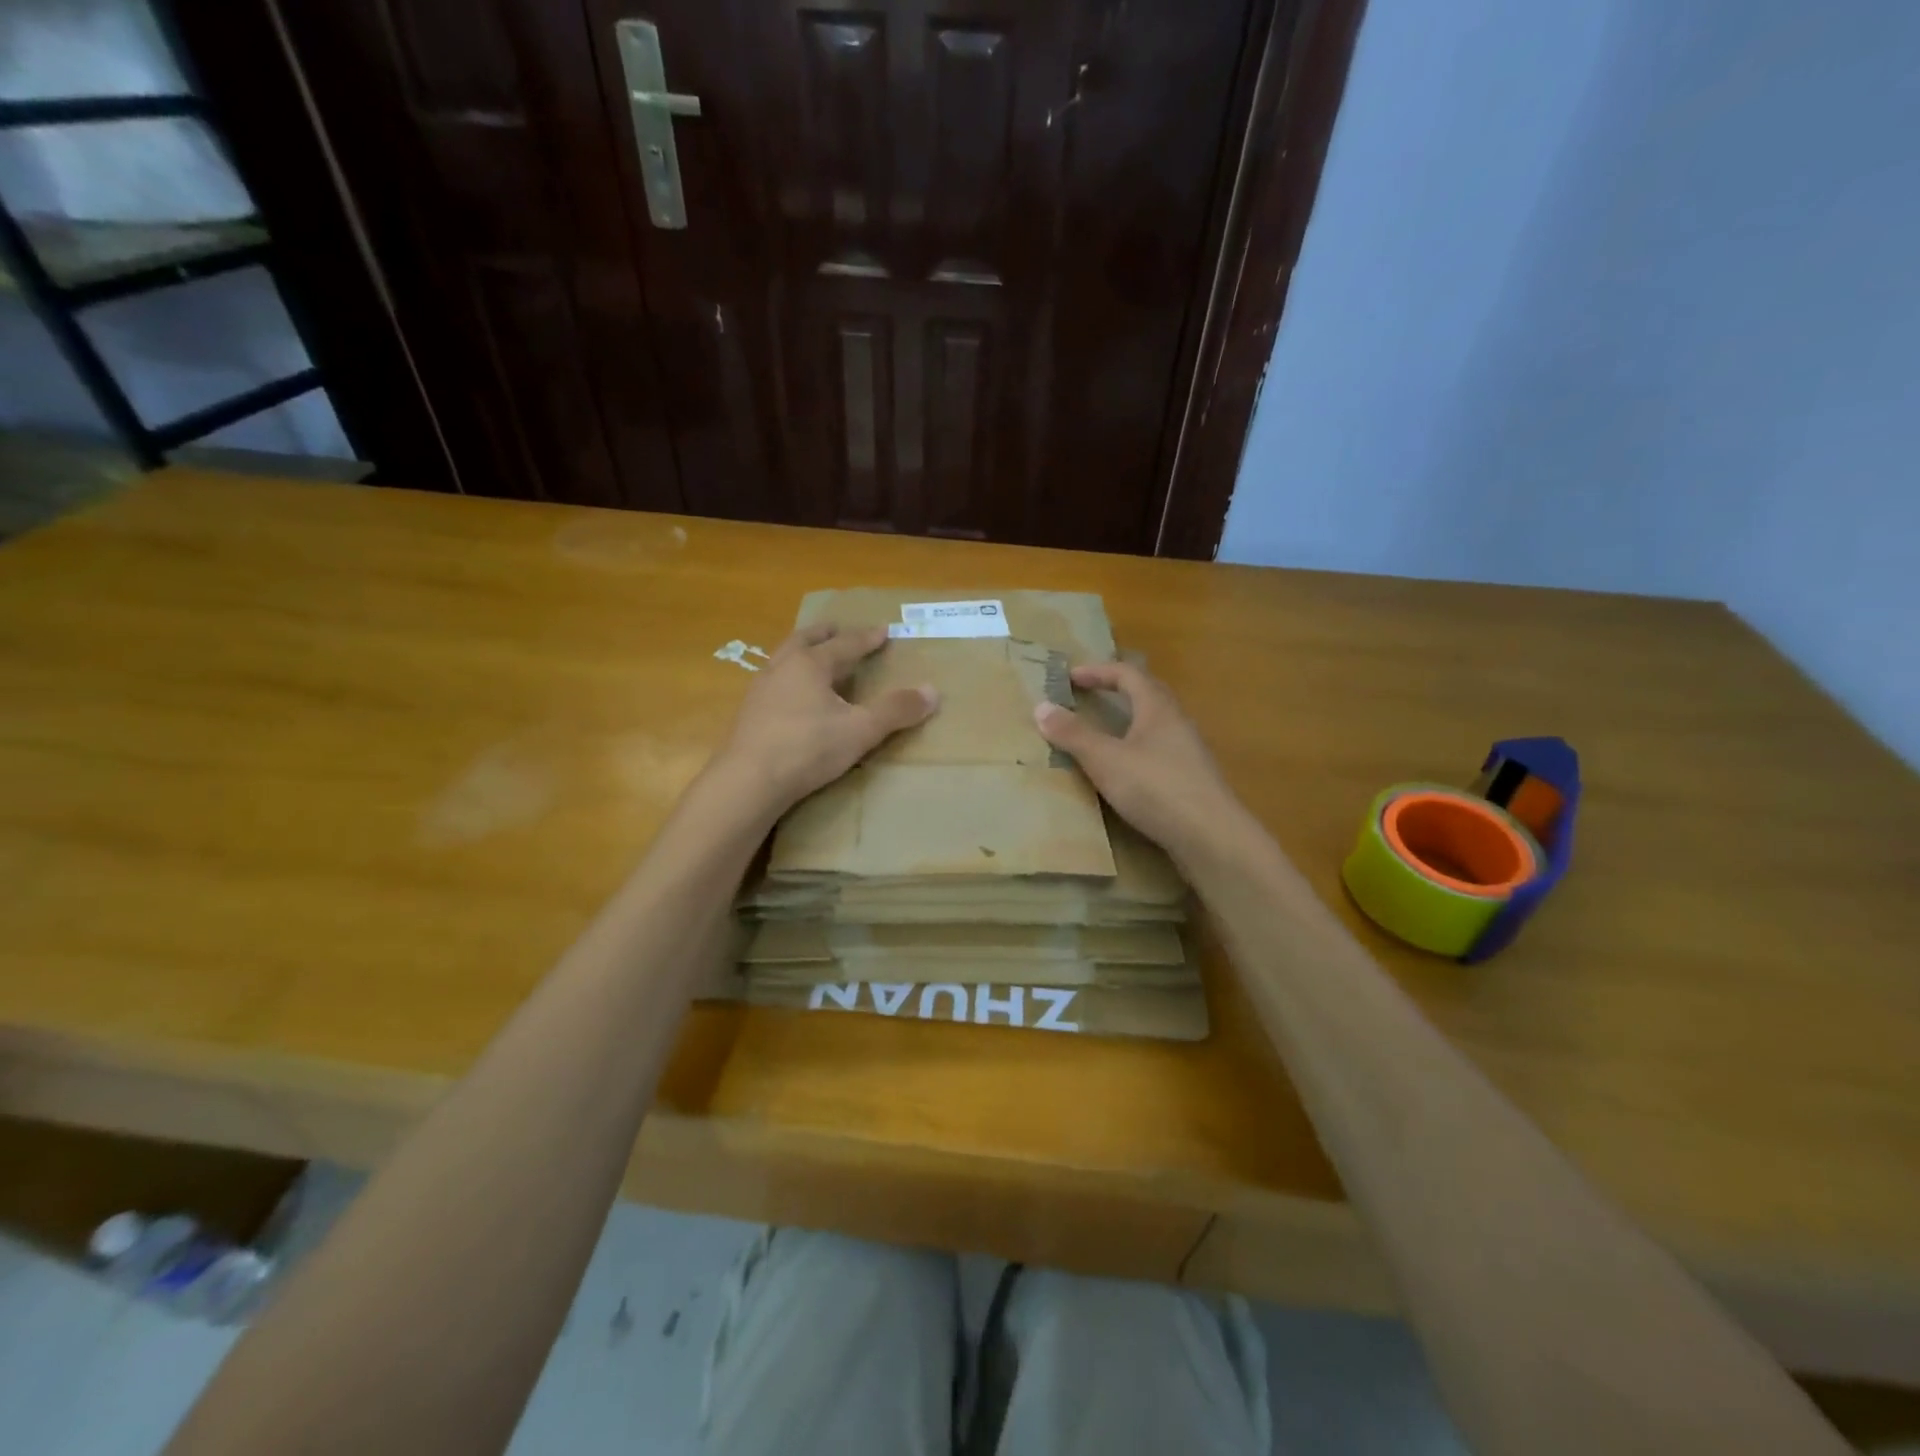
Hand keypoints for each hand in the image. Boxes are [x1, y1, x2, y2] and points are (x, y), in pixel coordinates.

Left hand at [713, 624, 938, 812]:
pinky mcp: (748, 714)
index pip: (845, 644)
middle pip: (804, 640)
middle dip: (824, 633)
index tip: (883, 630)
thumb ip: (895, 710)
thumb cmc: (808, 748)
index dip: (867, 638)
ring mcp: (760, 690)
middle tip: (837, 628)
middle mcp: (782, 668)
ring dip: (801, 652)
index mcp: (810, 664)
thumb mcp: (861, 730)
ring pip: (783, 659)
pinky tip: (791, 696)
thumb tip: (932, 691)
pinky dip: (788, 678)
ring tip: (813, 658)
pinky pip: (773, 682)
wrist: (748, 781)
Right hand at [1033, 662, 1245, 864]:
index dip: (1098, 671)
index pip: (1128, 674)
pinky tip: (1126, 772)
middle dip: (1117, 690)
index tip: (1070, 677)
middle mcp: (1177, 723)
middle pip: (1148, 694)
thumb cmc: (1156, 788)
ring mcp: (1188, 753)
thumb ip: (1074, 734)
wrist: (1211, 838)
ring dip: (1129, 721)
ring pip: (1155, 725)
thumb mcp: (1106, 760)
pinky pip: (1159, 752)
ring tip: (1103, 734)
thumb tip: (1041, 707)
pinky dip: (1137, 750)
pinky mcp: (1192, 781)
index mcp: (1158, 709)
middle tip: (1089, 696)